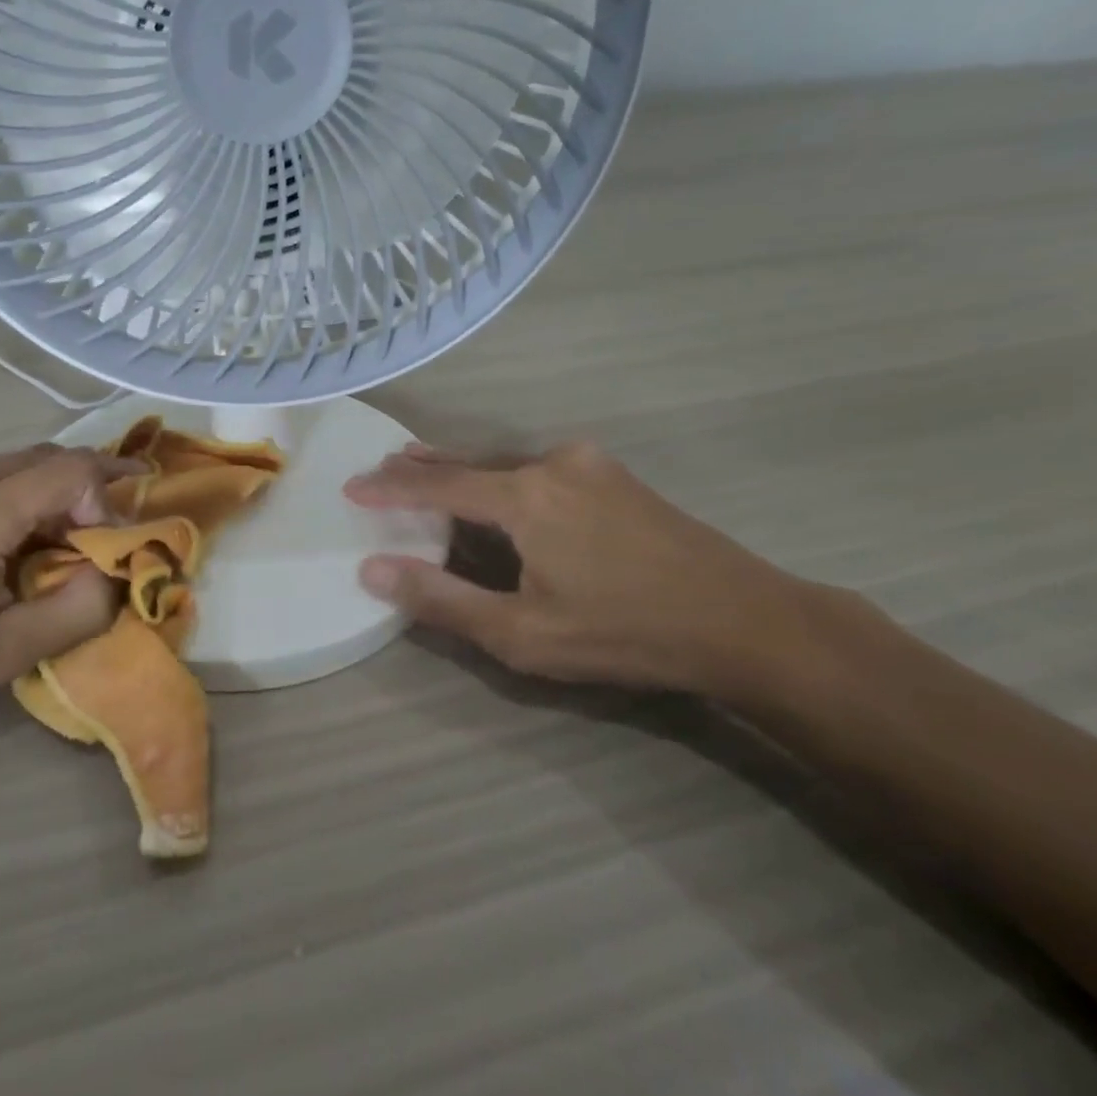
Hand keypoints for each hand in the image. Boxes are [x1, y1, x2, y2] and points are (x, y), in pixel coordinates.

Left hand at [0, 444, 138, 783]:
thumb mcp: (2, 657)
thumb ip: (76, 610)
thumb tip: (115, 576)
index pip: (71, 470)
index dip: (108, 497)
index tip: (112, 548)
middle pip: (40, 458)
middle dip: (85, 486)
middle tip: (109, 528)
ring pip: (3, 469)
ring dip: (44, 494)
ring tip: (60, 543)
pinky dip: (5, 502)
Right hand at [344, 441, 827, 698]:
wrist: (746, 621)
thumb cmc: (624, 631)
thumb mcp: (522, 632)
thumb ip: (442, 599)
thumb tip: (372, 570)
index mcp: (523, 495)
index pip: (435, 484)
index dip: (388, 487)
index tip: (350, 486)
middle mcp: (551, 463)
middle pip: (469, 463)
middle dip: (422, 468)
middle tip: (383, 469)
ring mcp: (589, 465)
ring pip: (505, 464)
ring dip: (463, 472)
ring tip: (427, 471)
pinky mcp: (615, 477)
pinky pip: (538, 470)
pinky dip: (502, 479)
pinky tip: (498, 492)